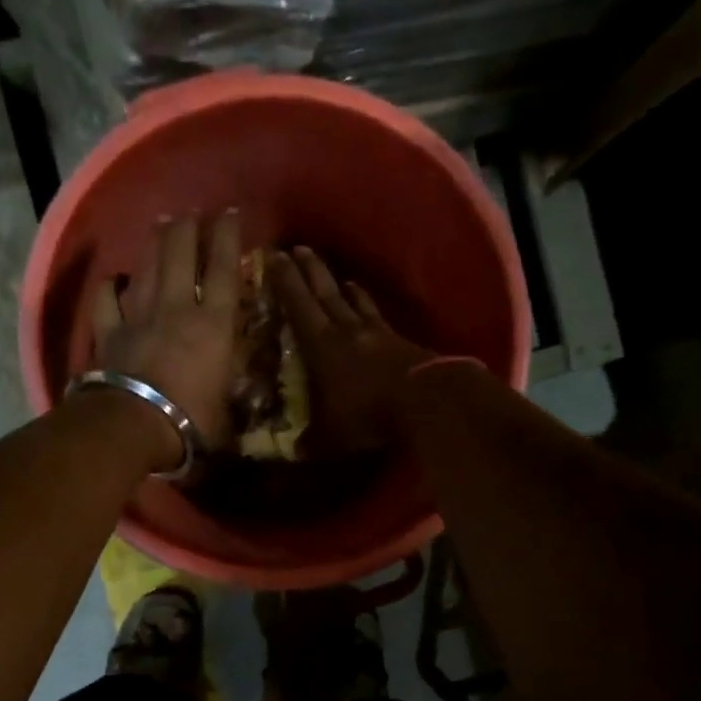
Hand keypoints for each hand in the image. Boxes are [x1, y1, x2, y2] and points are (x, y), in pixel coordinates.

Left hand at [93, 213, 240, 454]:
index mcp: (213, 325)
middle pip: (181, 254)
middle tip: (193, 214)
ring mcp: (139, 315)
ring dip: (156, 243)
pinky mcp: (108, 330)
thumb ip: (233, 384)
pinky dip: (112, 284)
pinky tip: (115, 278)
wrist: (134, 425)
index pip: (224, 270)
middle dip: (188, 228)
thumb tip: (240, 382)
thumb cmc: (192, 421)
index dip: (227, 237)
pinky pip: (107, 297)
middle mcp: (177, 308)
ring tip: (162, 224)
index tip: (230, 213)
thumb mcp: (229, 406)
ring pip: (147, 266)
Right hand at [273, 248, 437, 453]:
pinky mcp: (402, 343)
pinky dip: (369, 307)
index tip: (275, 256)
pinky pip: (379, 317)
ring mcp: (378, 334)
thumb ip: (309, 441)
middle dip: (310, 271)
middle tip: (300, 249)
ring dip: (343, 286)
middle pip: (326, 293)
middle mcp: (347, 331)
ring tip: (338, 275)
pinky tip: (370, 309)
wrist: (426, 403)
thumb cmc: (369, 415)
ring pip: (356, 302)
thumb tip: (291, 452)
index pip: (298, 306)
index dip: (285, 282)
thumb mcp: (330, 436)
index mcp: (321, 346)